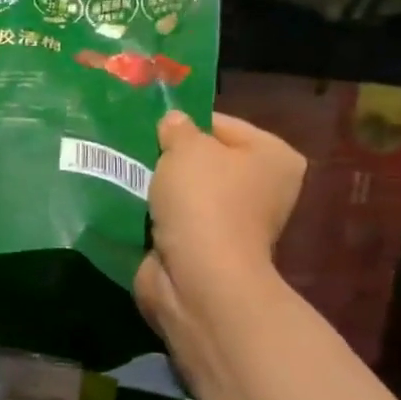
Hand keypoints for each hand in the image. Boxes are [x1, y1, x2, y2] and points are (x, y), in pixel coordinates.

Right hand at [136, 110, 305, 343]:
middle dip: (170, 157)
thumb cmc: (204, 200)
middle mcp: (262, 189)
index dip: (184, 123)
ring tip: (127, 175)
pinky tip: (130, 205)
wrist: (198, 277)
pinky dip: (155, 216)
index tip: (149, 127)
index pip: (221, 124)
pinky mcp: (205, 248)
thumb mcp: (186, 148)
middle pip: (205, 160)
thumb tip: (173, 122)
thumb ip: (177, 128)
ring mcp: (234, 223)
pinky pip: (175, 220)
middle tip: (135, 150)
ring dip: (160, 188)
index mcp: (274, 157)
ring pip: (186, 192)